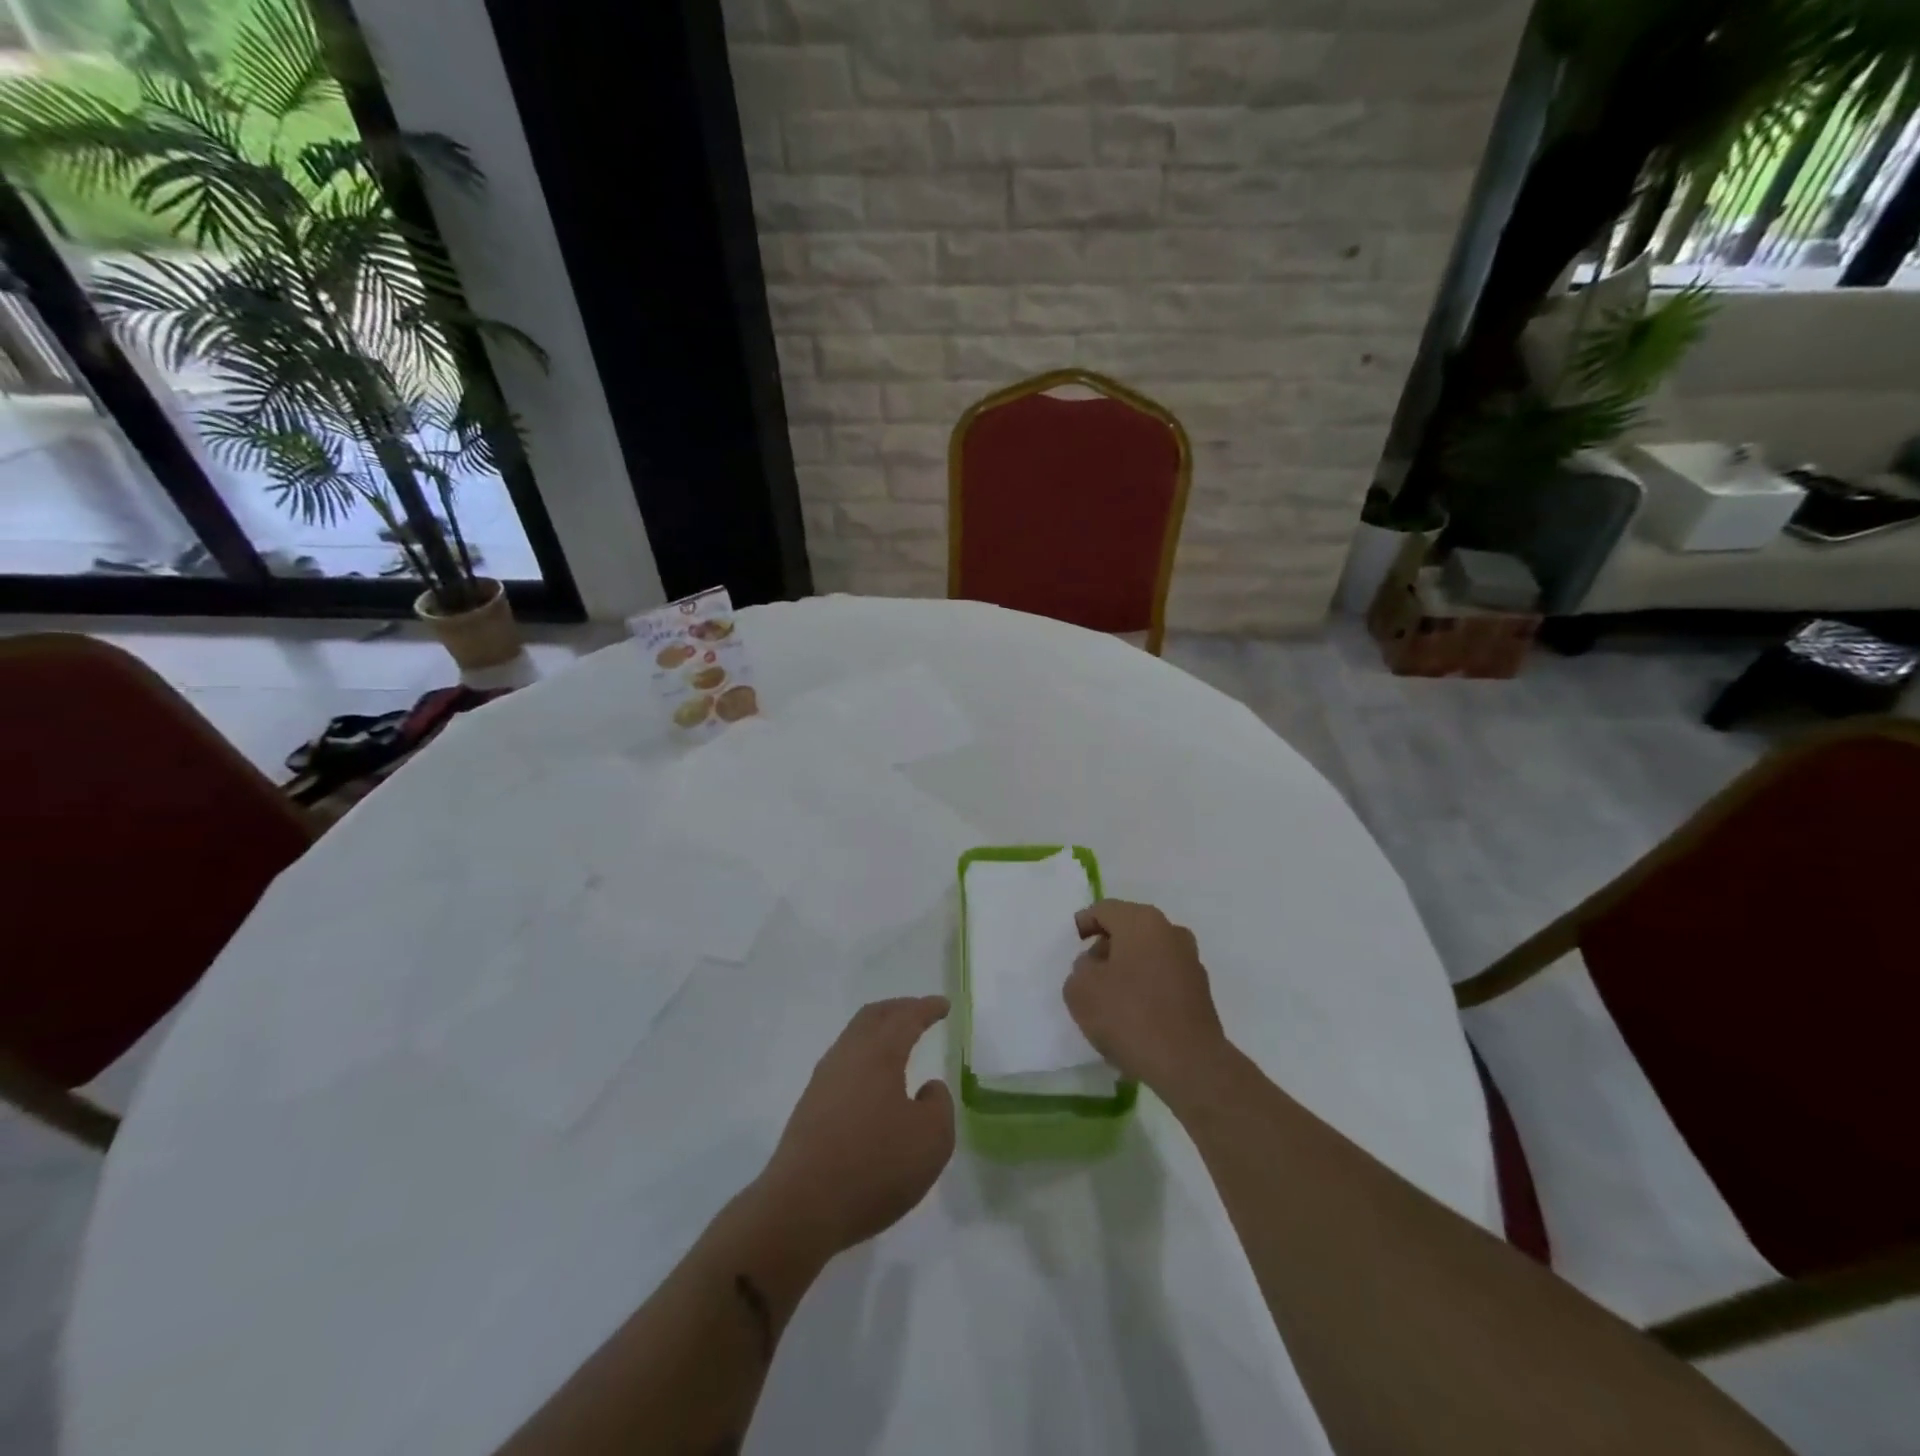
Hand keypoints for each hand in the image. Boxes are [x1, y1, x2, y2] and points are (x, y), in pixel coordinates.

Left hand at [755, 997, 954, 1257]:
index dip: (927, 1008)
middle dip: (899, 1009)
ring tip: (897, 1043)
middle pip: (873, 1017)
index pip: (906, 1018)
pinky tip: (872, 1082)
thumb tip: (927, 1088)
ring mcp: (823, 1080)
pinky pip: (843, 1064)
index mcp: (879, 1053)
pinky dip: (864, 1057)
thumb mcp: (931, 1140)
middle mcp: (848, 1055)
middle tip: (919, 1011)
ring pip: (853, 1038)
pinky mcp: (810, 1107)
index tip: (943, 1005)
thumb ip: (939, 1106)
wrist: (801, 1207)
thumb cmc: (874, 1166)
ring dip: (878, 1032)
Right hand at [1064, 900, 1230, 1101]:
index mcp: (1142, 921)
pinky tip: (1133, 1015)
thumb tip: (1096, 966)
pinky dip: (1145, 987)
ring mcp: (1190, 961)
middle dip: (1106, 947)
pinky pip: (1163, 978)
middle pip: (1129, 929)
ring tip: (1109, 998)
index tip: (1072, 944)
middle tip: (1087, 973)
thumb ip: (1080, 969)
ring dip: (1127, 968)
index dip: (1084, 924)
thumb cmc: (1129, 1016)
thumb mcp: (1081, 990)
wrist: (1189, 1064)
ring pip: (1147, 954)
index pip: (1105, 910)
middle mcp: (1171, 932)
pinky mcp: (1200, 991)